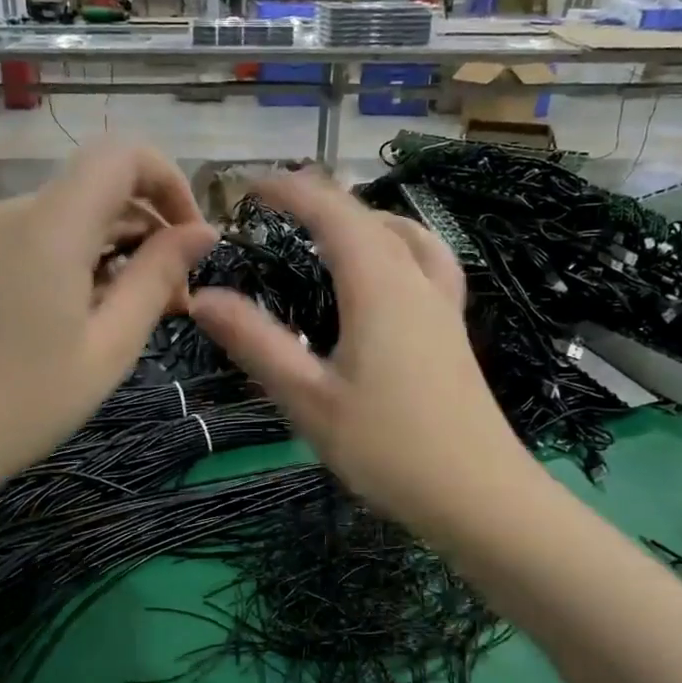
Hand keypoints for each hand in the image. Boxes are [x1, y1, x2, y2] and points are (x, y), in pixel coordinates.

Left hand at [0, 144, 215, 492]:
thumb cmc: (26, 402)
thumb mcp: (110, 346)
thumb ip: (157, 277)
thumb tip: (202, 232)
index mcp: (50, 226)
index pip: (123, 155)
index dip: (170, 182)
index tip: (191, 240)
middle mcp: (11, 212)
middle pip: (98, 189)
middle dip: (148, 230)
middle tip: (174, 301)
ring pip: (68, 216)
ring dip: (112, 250)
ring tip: (129, 316)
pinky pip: (34, 238)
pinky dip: (73, 260)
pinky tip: (79, 316)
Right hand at [189, 172, 521, 538]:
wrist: (479, 497)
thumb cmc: (388, 448)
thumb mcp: (308, 398)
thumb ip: (256, 342)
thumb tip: (202, 297)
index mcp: (378, 286)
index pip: (331, 211)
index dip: (288, 190)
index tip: (247, 185)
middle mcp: (415, 282)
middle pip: (368, 216)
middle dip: (320, 200)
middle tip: (275, 208)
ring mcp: (442, 306)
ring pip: (405, 235)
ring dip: (363, 219)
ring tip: (329, 231)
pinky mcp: (453, 332)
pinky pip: (426, 263)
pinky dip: (397, 246)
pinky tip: (388, 276)